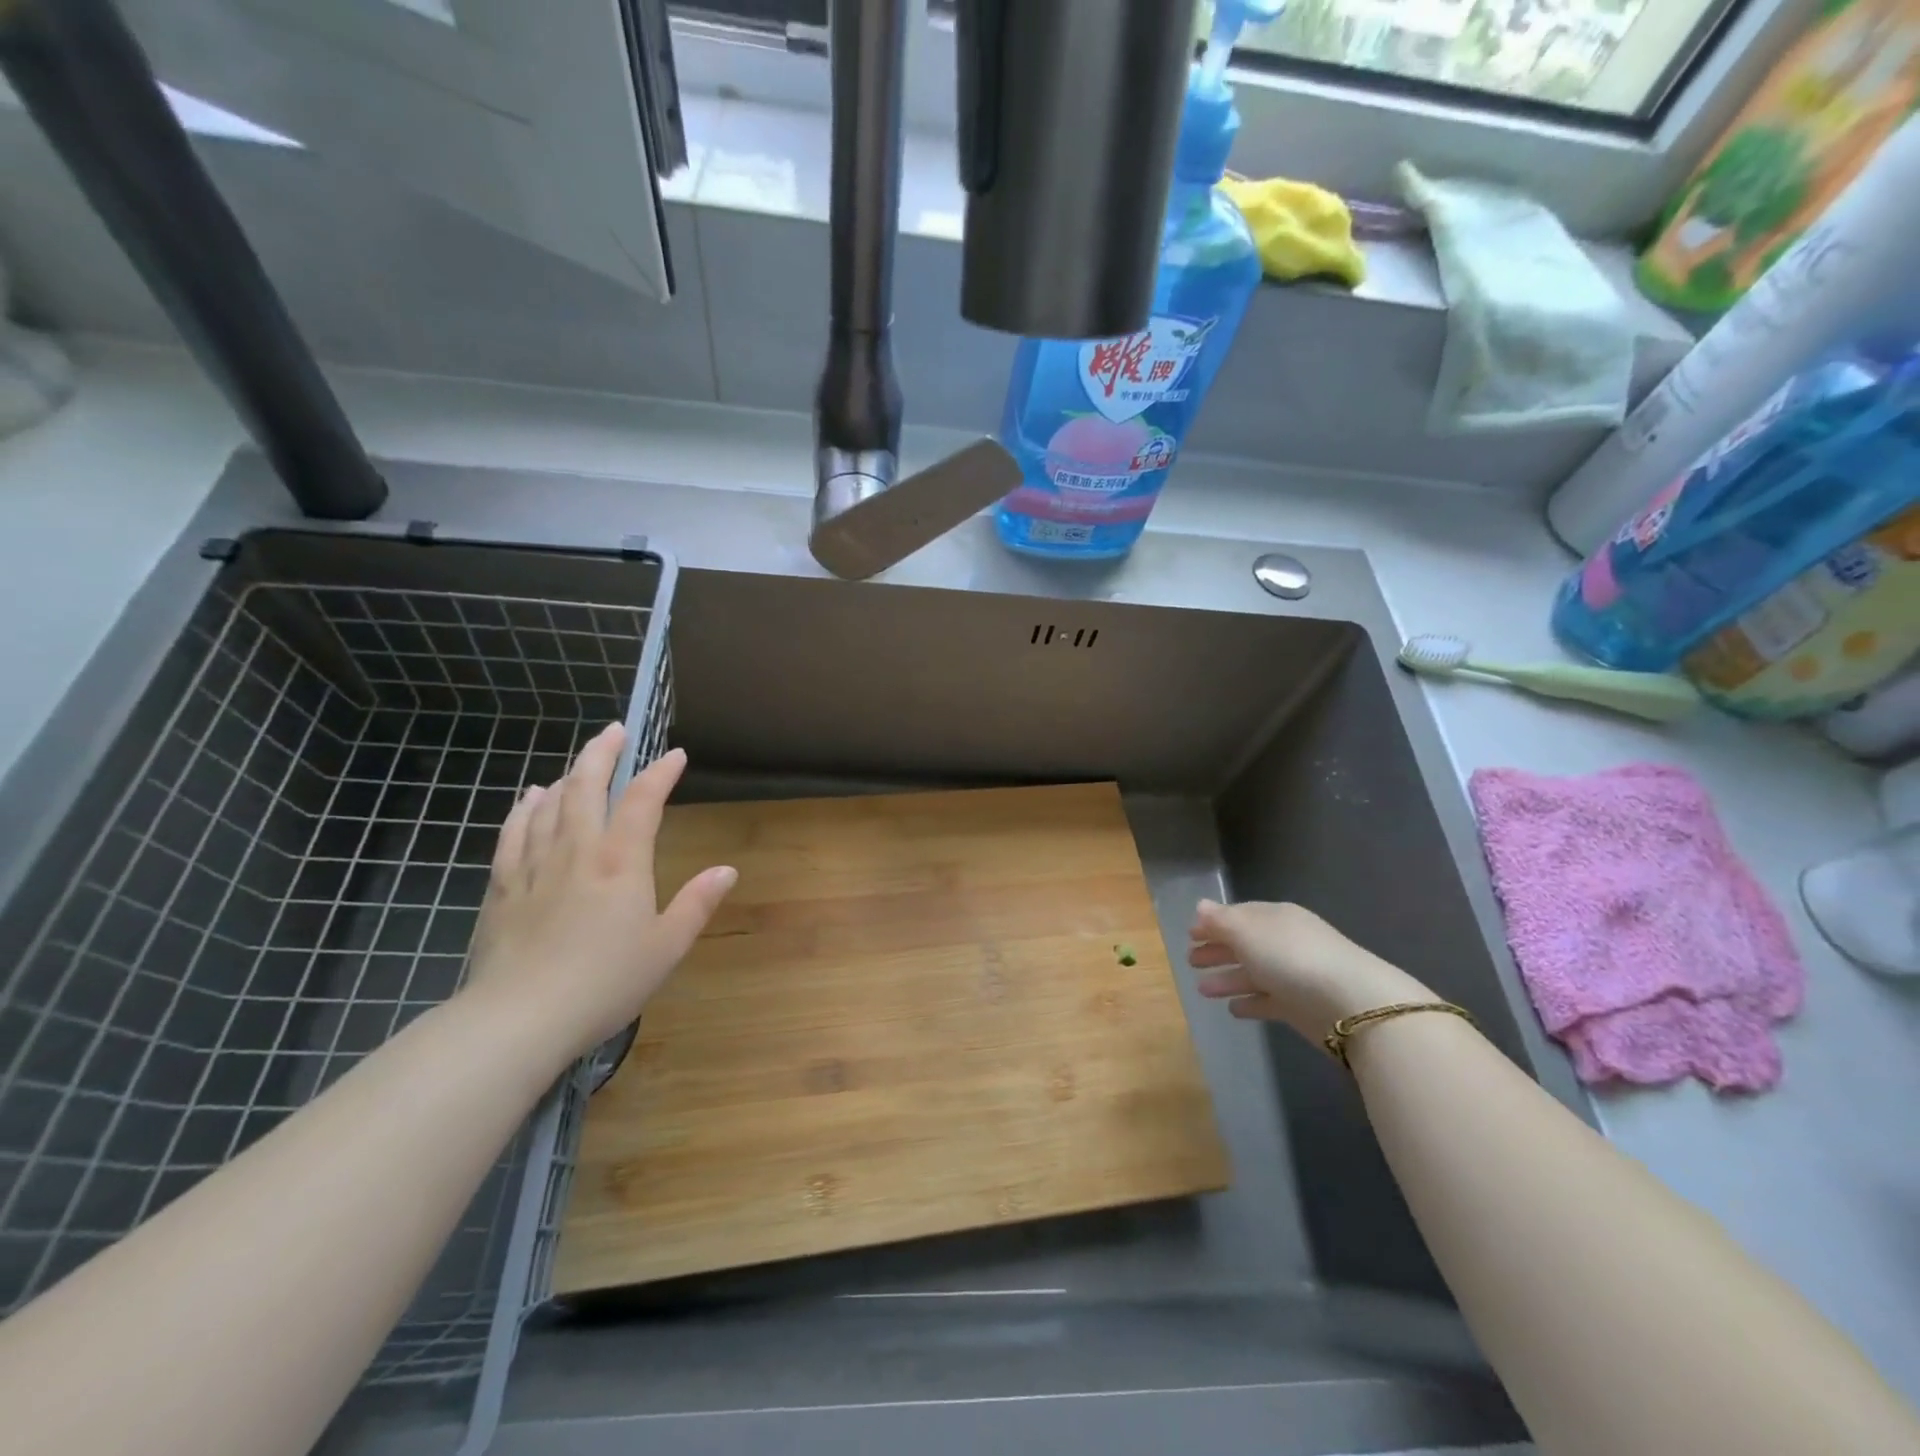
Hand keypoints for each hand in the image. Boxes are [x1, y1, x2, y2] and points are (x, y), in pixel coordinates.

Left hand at [463, 726, 736, 1066]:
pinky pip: (512, 836)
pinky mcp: (503, 889)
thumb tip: (727, 870)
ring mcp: (534, 867)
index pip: (642, 802)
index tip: (675, 755)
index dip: (660, 773)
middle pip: (585, 787)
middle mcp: (577, 852)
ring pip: (547, 805)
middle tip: (615, 731)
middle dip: (602, 754)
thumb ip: (697, 904)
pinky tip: (527, 801)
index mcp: (621, 863)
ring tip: (577, 765)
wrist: (519, 1019)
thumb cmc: (605, 983)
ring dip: (565, 777)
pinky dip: (523, 811)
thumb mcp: (666, 947)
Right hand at [1188, 899, 1431, 1040]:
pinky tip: (1233, 1009)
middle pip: (1244, 944)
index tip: (1189, 934)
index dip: (1213, 924)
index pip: (1239, 915)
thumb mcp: (1247, 932)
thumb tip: (1200, 906)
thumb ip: (1220, 921)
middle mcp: (1285, 942)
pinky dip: (1250, 1003)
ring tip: (1202, 990)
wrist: (1350, 1004)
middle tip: (1190, 961)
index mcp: (1275, 917)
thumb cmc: (1291, 957)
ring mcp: (1294, 976)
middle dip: (1217, 950)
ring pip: (1253, 974)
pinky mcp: (1301, 1008)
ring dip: (1227, 979)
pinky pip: (1268, 1001)